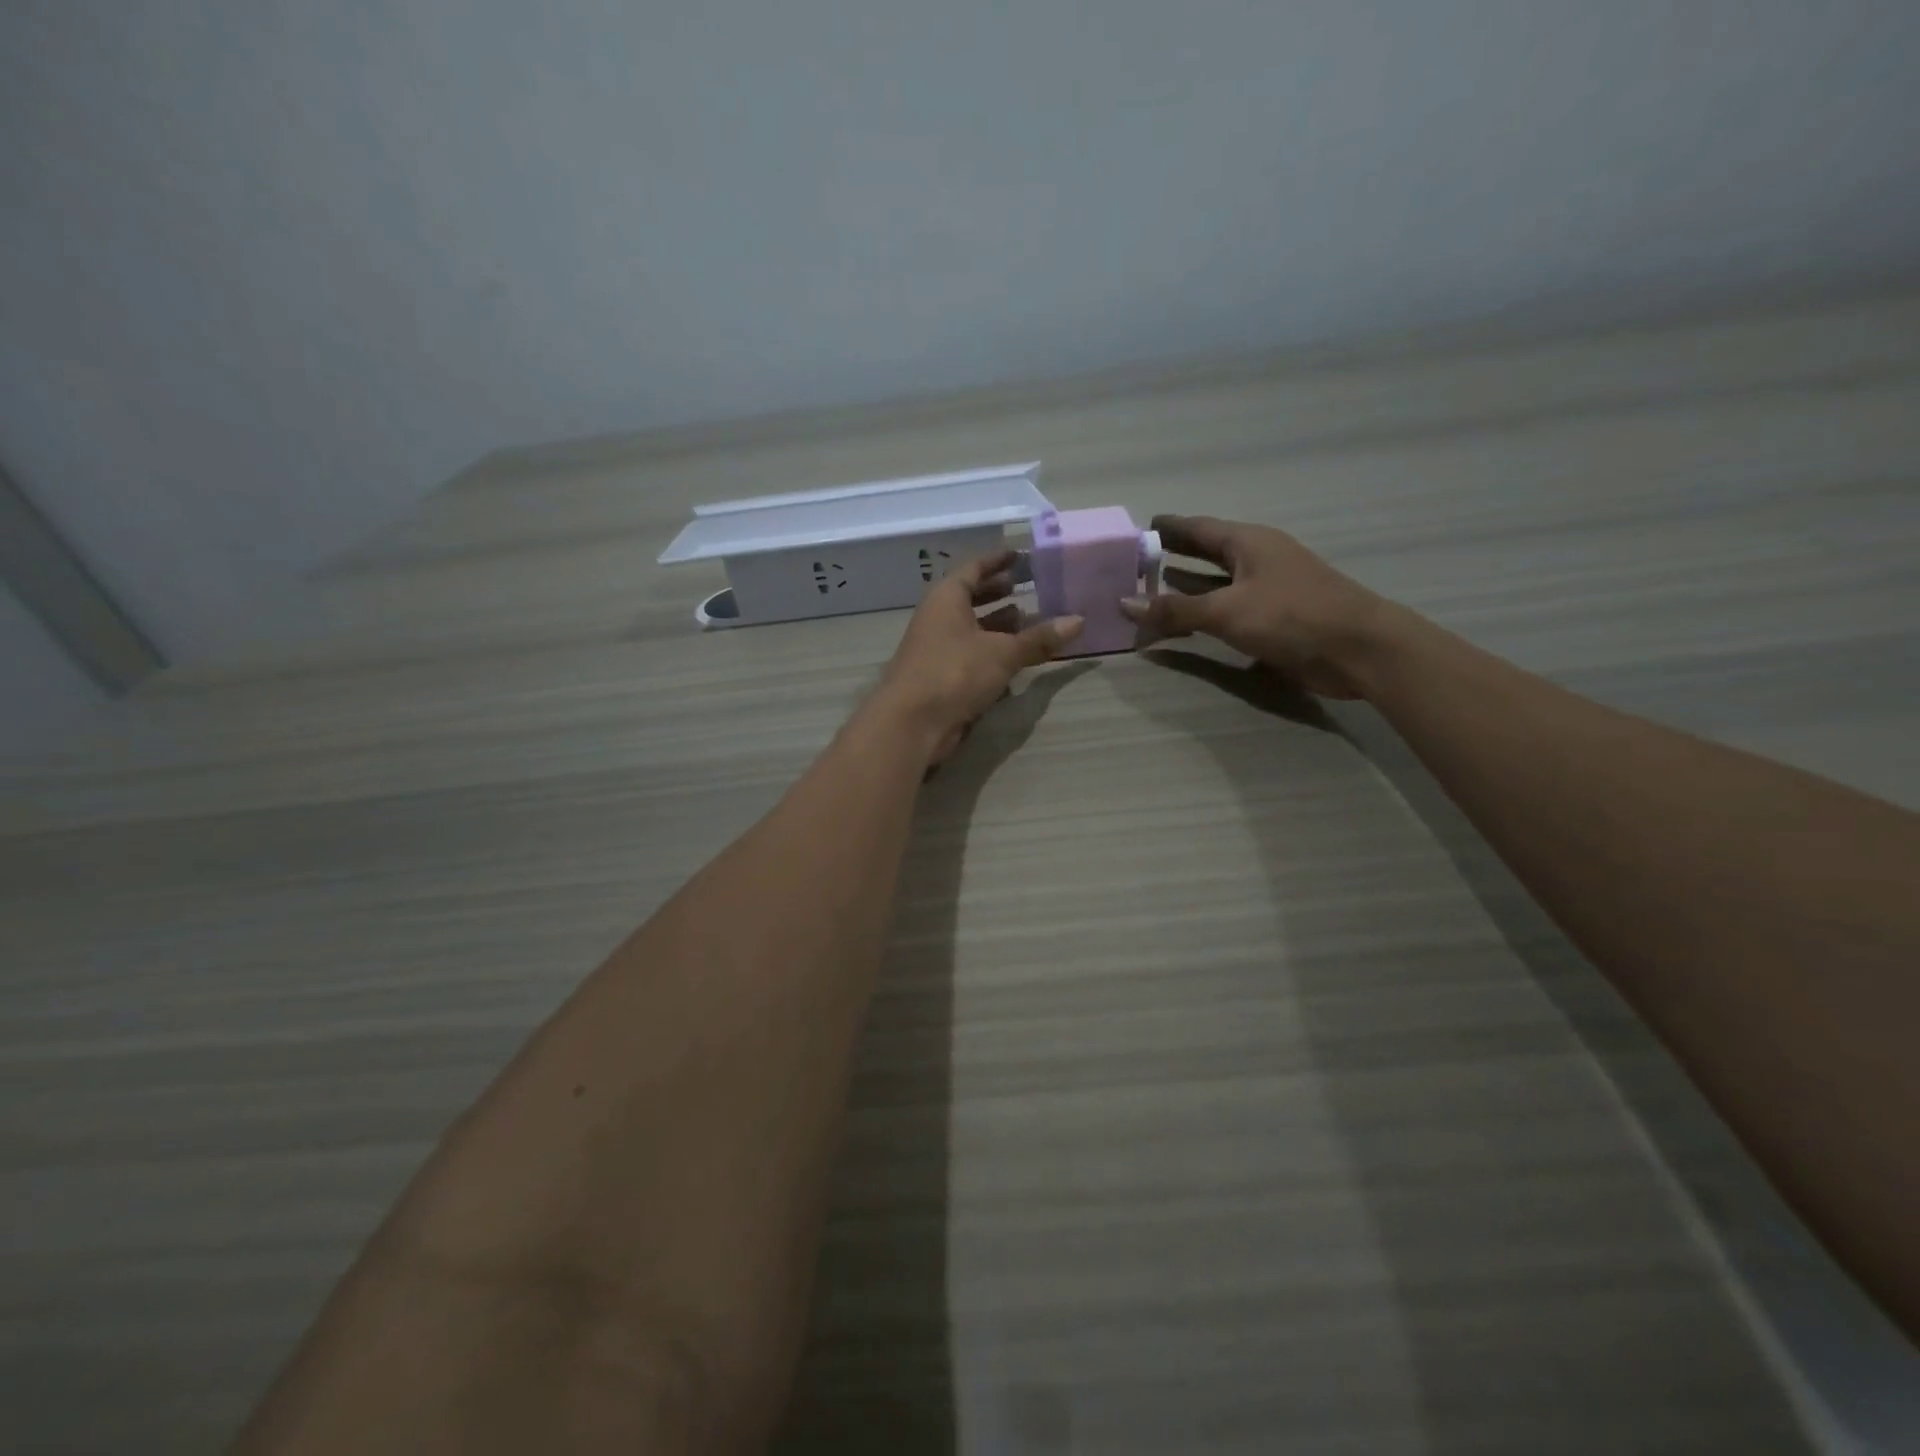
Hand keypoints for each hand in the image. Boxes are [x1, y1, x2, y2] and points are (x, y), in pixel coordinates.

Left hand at [872, 548, 1083, 761]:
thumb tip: (1079, 621)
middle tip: (1029, 587)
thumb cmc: (954, 673)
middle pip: (970, 597)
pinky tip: (1016, 660)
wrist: (911, 724)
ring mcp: (937, 648)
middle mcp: (938, 618)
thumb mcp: (1003, 653)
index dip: (997, 560)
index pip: (974, 568)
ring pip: (972, 629)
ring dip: (998, 625)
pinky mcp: (941, 676)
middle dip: (999, 592)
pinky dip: (992, 653)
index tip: (1020, 555)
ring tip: (1030, 622)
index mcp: (946, 598)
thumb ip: (1039, 638)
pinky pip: (970, 655)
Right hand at [1119, 515, 1392, 698]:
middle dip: (1175, 554)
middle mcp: (1258, 559)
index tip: (1138, 528)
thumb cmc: (1292, 616)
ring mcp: (1268, 589)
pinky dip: (1204, 612)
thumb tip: (1125, 604)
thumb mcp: (1227, 610)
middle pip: (1208, 552)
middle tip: (1137, 560)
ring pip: (1217, 582)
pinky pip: (1228, 608)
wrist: (1358, 649)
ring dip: (1187, 586)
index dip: (1169, 527)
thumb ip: (1175, 610)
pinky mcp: (1275, 618)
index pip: (1199, 527)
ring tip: (1151, 589)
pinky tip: (1186, 623)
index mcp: (1249, 543)